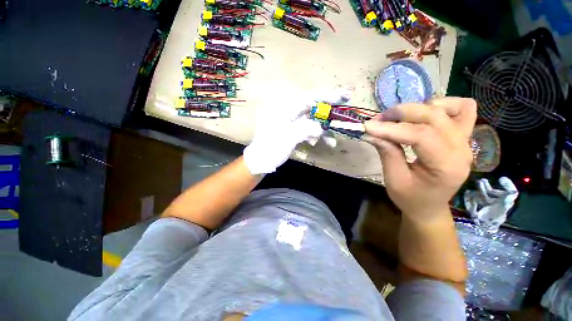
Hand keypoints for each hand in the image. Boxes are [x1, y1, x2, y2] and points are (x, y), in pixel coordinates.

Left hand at [244, 90, 348, 174]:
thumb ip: (307, 129)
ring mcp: (290, 120)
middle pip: (312, 107)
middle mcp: (287, 110)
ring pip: (311, 119)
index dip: (327, 96)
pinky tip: (321, 143)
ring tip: (331, 141)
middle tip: (342, 115)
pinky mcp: (292, 129)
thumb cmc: (272, 147)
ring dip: (322, 129)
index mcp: (283, 107)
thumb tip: (321, 128)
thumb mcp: (289, 137)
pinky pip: (307, 128)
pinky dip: (315, 135)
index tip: (344, 96)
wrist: (261, 160)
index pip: (309, 98)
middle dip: (327, 113)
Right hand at [363, 97, 476, 219]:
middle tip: (378, 120)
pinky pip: (462, 108)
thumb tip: (373, 132)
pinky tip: (423, 115)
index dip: (391, 128)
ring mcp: (466, 140)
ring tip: (398, 119)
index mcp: (446, 166)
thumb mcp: (394, 180)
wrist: (430, 206)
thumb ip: (387, 153)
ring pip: (449, 108)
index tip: (368, 126)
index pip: (420, 135)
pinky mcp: (463, 135)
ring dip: (419, 108)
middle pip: (434, 116)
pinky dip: (442, 105)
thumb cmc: (411, 198)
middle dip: (401, 113)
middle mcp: (462, 149)